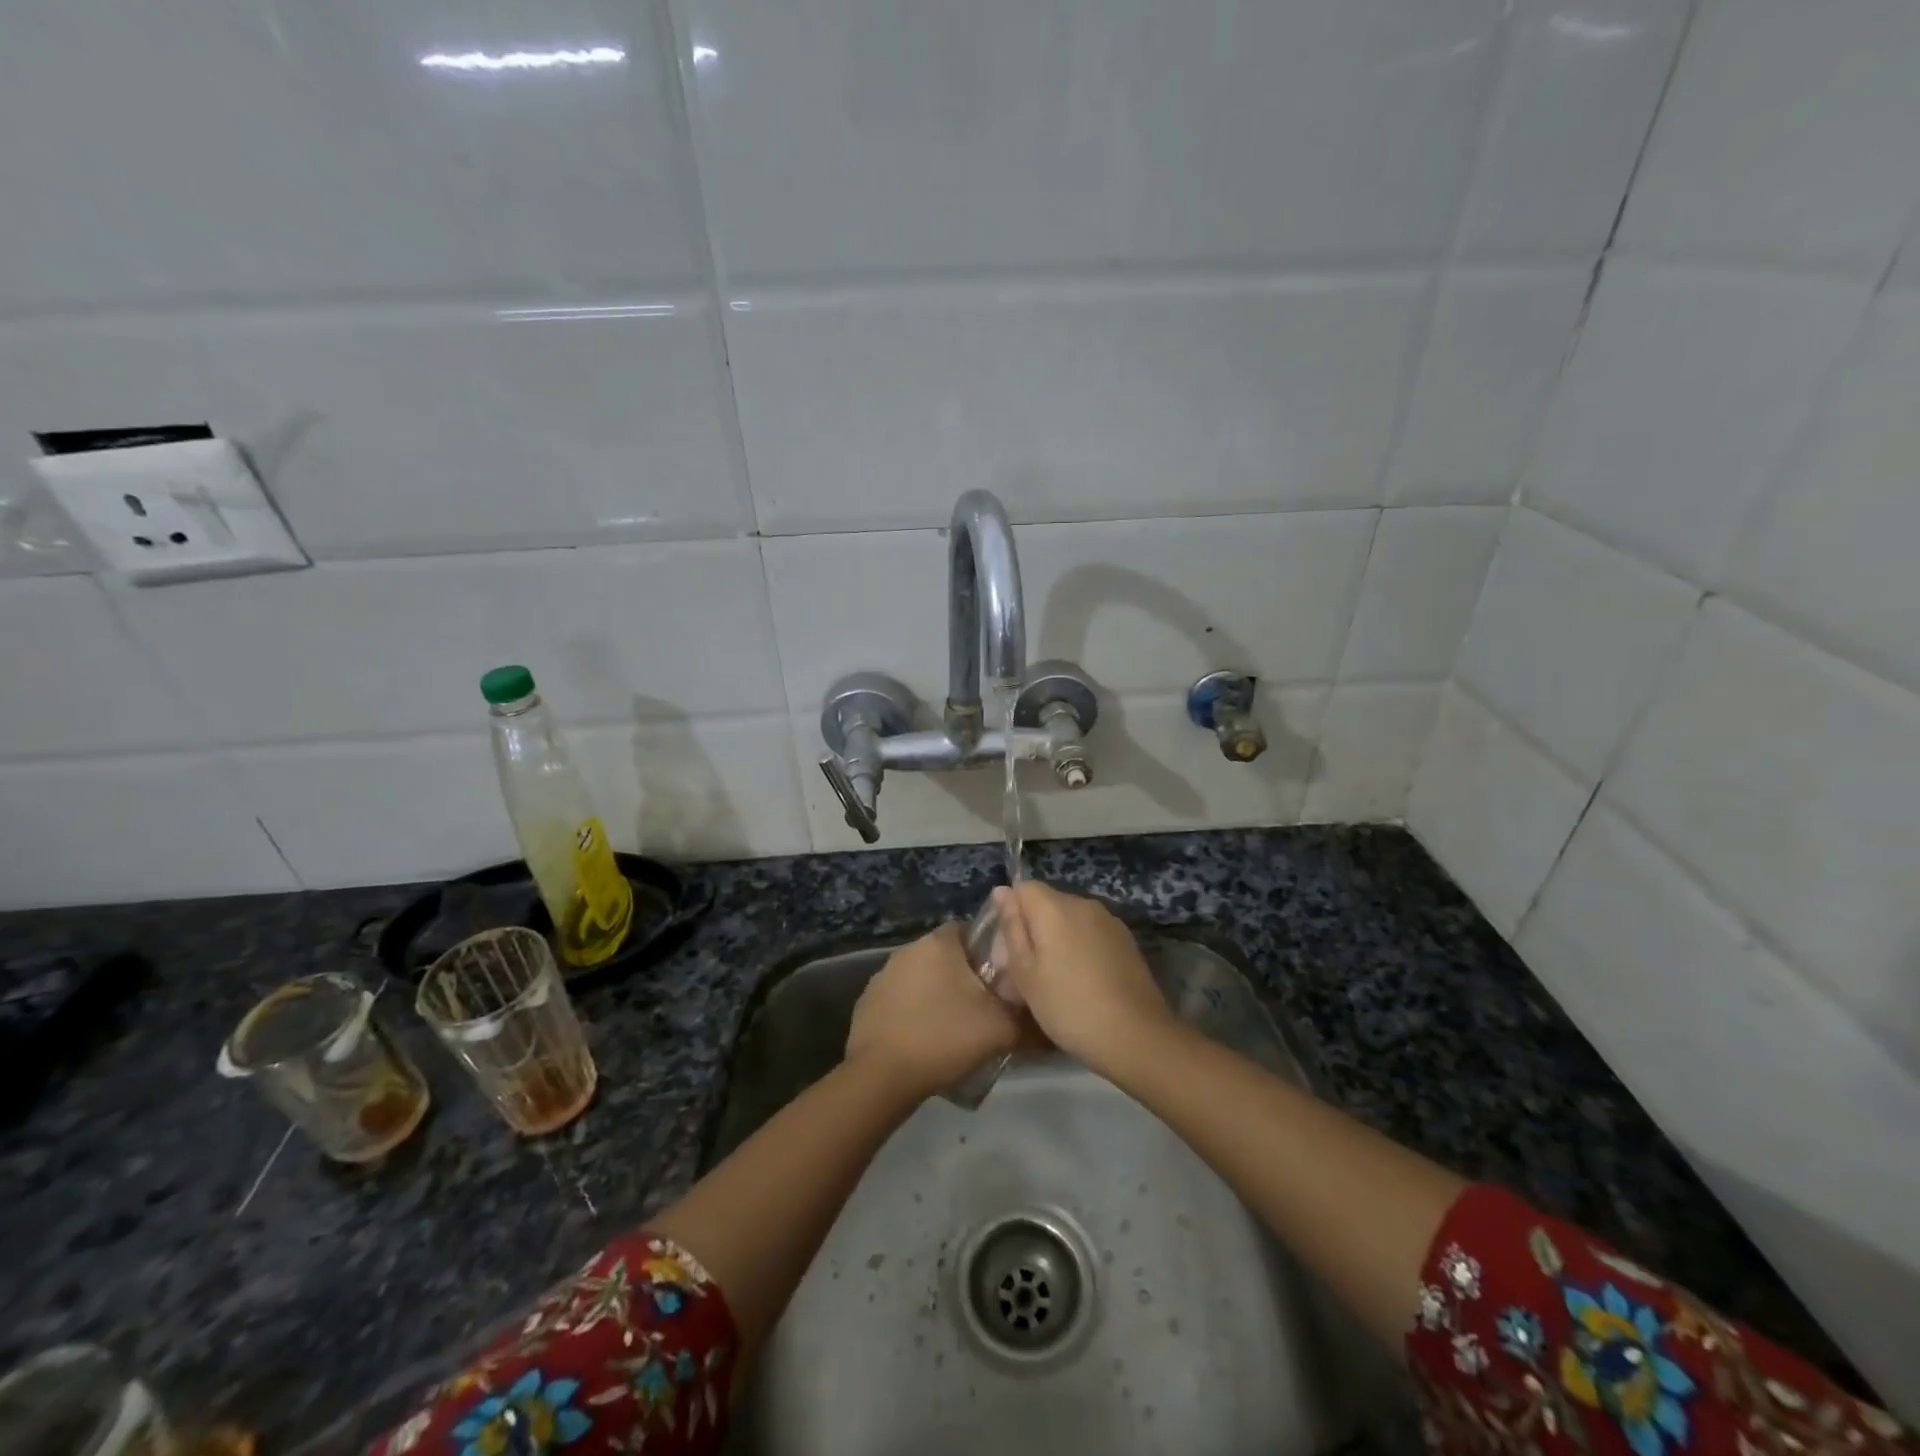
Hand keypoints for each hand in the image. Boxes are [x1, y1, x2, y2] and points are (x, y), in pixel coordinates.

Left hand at [845, 923, 1021, 1099]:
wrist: (881, 1076)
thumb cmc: (944, 1037)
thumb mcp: (1001, 1029)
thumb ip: (1028, 1017)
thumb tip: (1046, 1017)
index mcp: (939, 942)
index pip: (970, 931)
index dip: (989, 953)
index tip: (1001, 981)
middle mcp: (908, 949)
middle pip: (946, 956)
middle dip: (964, 977)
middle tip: (984, 1008)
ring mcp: (883, 975)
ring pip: (923, 978)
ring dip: (938, 996)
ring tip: (955, 1030)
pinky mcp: (867, 1002)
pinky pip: (901, 1001)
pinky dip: (914, 1014)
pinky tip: (925, 1042)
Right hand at [989, 882, 1171, 1073]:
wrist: (1135, 1036)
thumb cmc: (1068, 1006)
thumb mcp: (1025, 973)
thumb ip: (1012, 928)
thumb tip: (1002, 891)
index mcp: (1054, 907)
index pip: (1023, 888)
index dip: (1011, 915)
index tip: (1009, 950)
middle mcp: (1083, 903)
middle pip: (1048, 903)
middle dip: (1034, 929)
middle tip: (1027, 973)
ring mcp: (1109, 920)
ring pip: (1071, 920)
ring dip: (1059, 940)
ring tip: (1057, 981)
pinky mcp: (1127, 940)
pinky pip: (1092, 933)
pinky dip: (1082, 949)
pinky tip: (1084, 982)